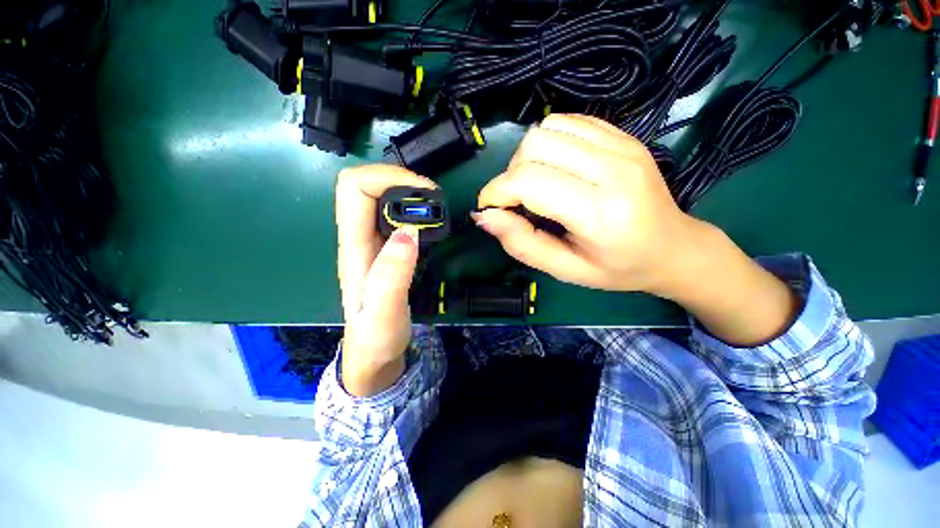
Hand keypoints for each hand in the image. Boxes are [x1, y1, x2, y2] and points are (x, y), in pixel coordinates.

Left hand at [335, 165, 435, 395]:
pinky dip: (414, 208)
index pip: (354, 189)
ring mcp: (374, 242)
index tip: (423, 192)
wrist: (374, 354)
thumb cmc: (375, 339)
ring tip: (436, 205)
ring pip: (381, 197)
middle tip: (433, 196)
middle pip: (365, 185)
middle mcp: (360, 238)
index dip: (386, 177)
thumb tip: (409, 233)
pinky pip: (396, 214)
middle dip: (399, 178)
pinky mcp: (388, 249)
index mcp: (353, 248)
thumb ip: (392, 276)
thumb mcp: (383, 315)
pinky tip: (431, 221)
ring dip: (408, 190)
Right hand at [475, 114, 697, 295]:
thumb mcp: (564, 269)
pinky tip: (557, 167)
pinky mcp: (624, 135)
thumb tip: (484, 216)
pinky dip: (550, 142)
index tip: (490, 208)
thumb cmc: (616, 268)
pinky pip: (568, 122)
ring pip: (548, 127)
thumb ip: (522, 243)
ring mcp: (623, 145)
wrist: (672, 247)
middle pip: (535, 146)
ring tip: (537, 184)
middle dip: (511, 174)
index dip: (497, 192)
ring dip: (528, 156)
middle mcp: (614, 169)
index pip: (529, 181)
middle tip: (518, 200)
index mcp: (600, 213)